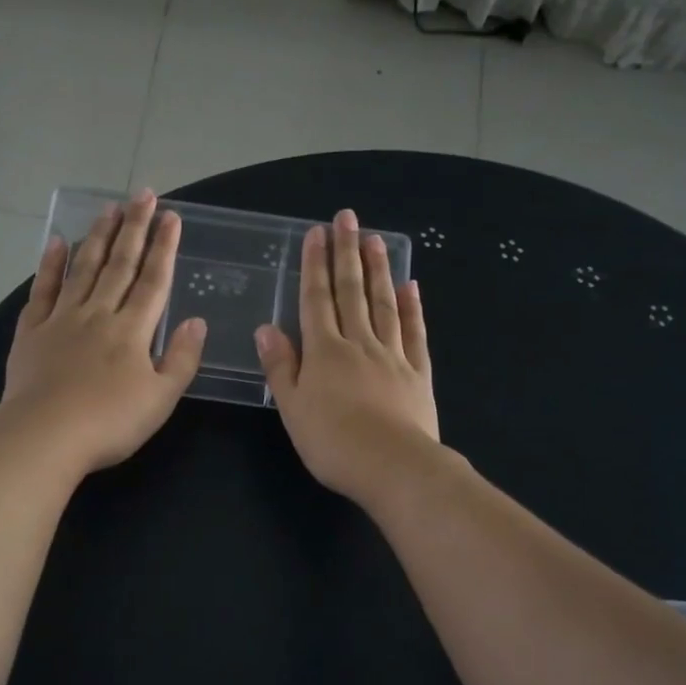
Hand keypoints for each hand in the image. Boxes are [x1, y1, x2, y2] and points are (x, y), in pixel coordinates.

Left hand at [0, 190, 206, 475]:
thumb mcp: (161, 398)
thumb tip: (196, 321)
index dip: (164, 248)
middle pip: (120, 265)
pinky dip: (51, 265)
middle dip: (134, 228)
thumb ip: (182, 359)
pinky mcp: (31, 332)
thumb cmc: (110, 422)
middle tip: (143, 195)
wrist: (45, 435)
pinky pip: (42, 290)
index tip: (172, 217)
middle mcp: (98, 314)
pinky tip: (58, 242)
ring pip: (83, 269)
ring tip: (109, 209)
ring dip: (98, 237)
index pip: (154, 281)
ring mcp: (61, 320)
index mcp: (132, 331)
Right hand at [255, 207, 439, 505]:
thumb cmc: (332, 443)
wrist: (393, 466)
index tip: (316, 233)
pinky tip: (410, 287)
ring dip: (378, 270)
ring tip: (375, 239)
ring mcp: (393, 356)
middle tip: (347, 218)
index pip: (316, 300)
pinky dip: (411, 308)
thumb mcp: (293, 408)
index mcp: (324, 352)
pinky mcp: (418, 373)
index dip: (315, 266)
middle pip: (351, 292)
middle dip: (346, 253)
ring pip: (383, 304)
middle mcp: (359, 344)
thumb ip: (281, 367)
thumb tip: (267, 328)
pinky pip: (414, 333)